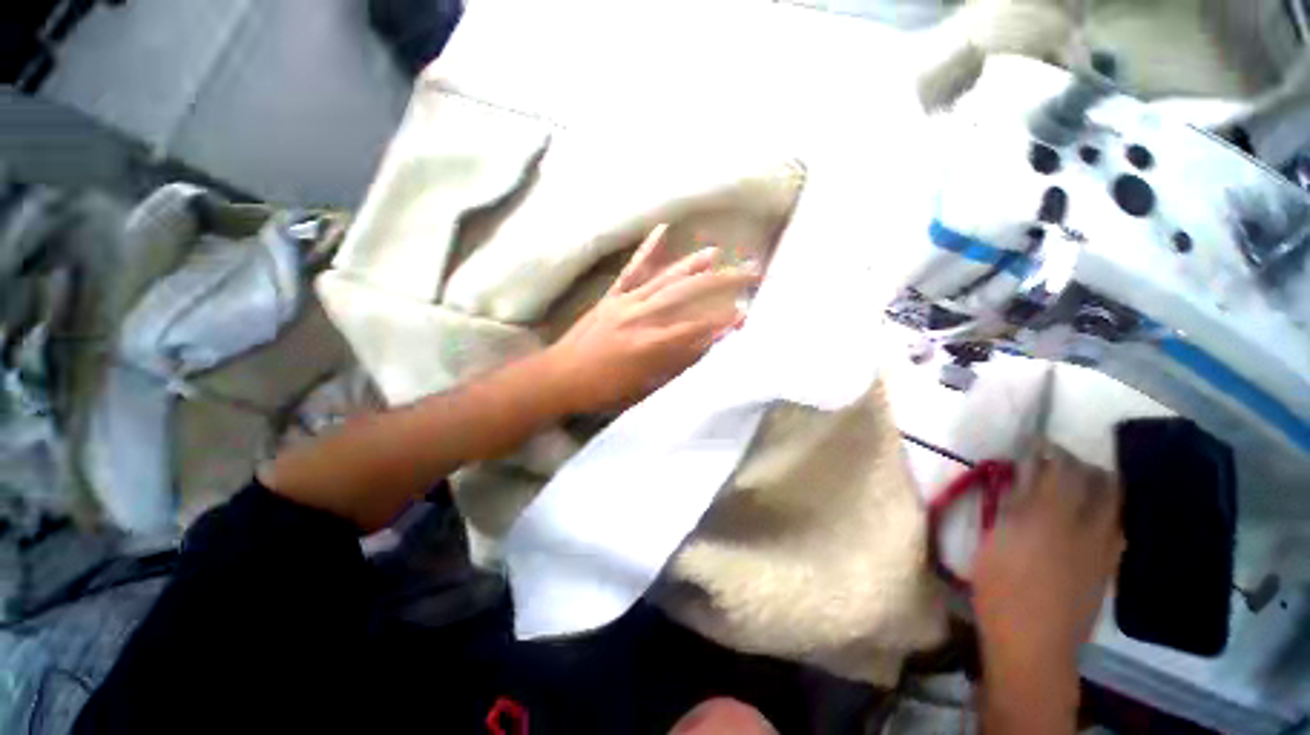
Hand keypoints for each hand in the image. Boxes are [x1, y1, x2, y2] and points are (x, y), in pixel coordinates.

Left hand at [544, 224, 758, 412]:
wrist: (559, 378)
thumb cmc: (603, 391)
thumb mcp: (644, 387)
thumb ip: (676, 363)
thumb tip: (705, 343)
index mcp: (650, 344)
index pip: (696, 327)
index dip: (723, 321)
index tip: (746, 314)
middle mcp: (641, 316)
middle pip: (688, 294)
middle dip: (722, 283)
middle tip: (748, 274)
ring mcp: (625, 302)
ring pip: (665, 278)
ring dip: (693, 265)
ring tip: (717, 253)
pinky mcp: (611, 296)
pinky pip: (632, 269)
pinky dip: (648, 250)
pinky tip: (663, 230)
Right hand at [972, 444, 1123, 682]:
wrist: (1035, 642)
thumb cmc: (1001, 589)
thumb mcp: (993, 543)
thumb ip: (1011, 507)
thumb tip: (1021, 480)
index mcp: (1050, 518)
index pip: (1059, 470)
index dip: (1050, 450)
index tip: (1037, 442)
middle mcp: (1086, 526)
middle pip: (1099, 482)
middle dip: (1081, 465)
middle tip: (1060, 460)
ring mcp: (1103, 548)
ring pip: (1114, 504)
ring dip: (1098, 486)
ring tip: (1077, 484)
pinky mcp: (1108, 566)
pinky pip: (1115, 526)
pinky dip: (1104, 512)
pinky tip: (1087, 518)